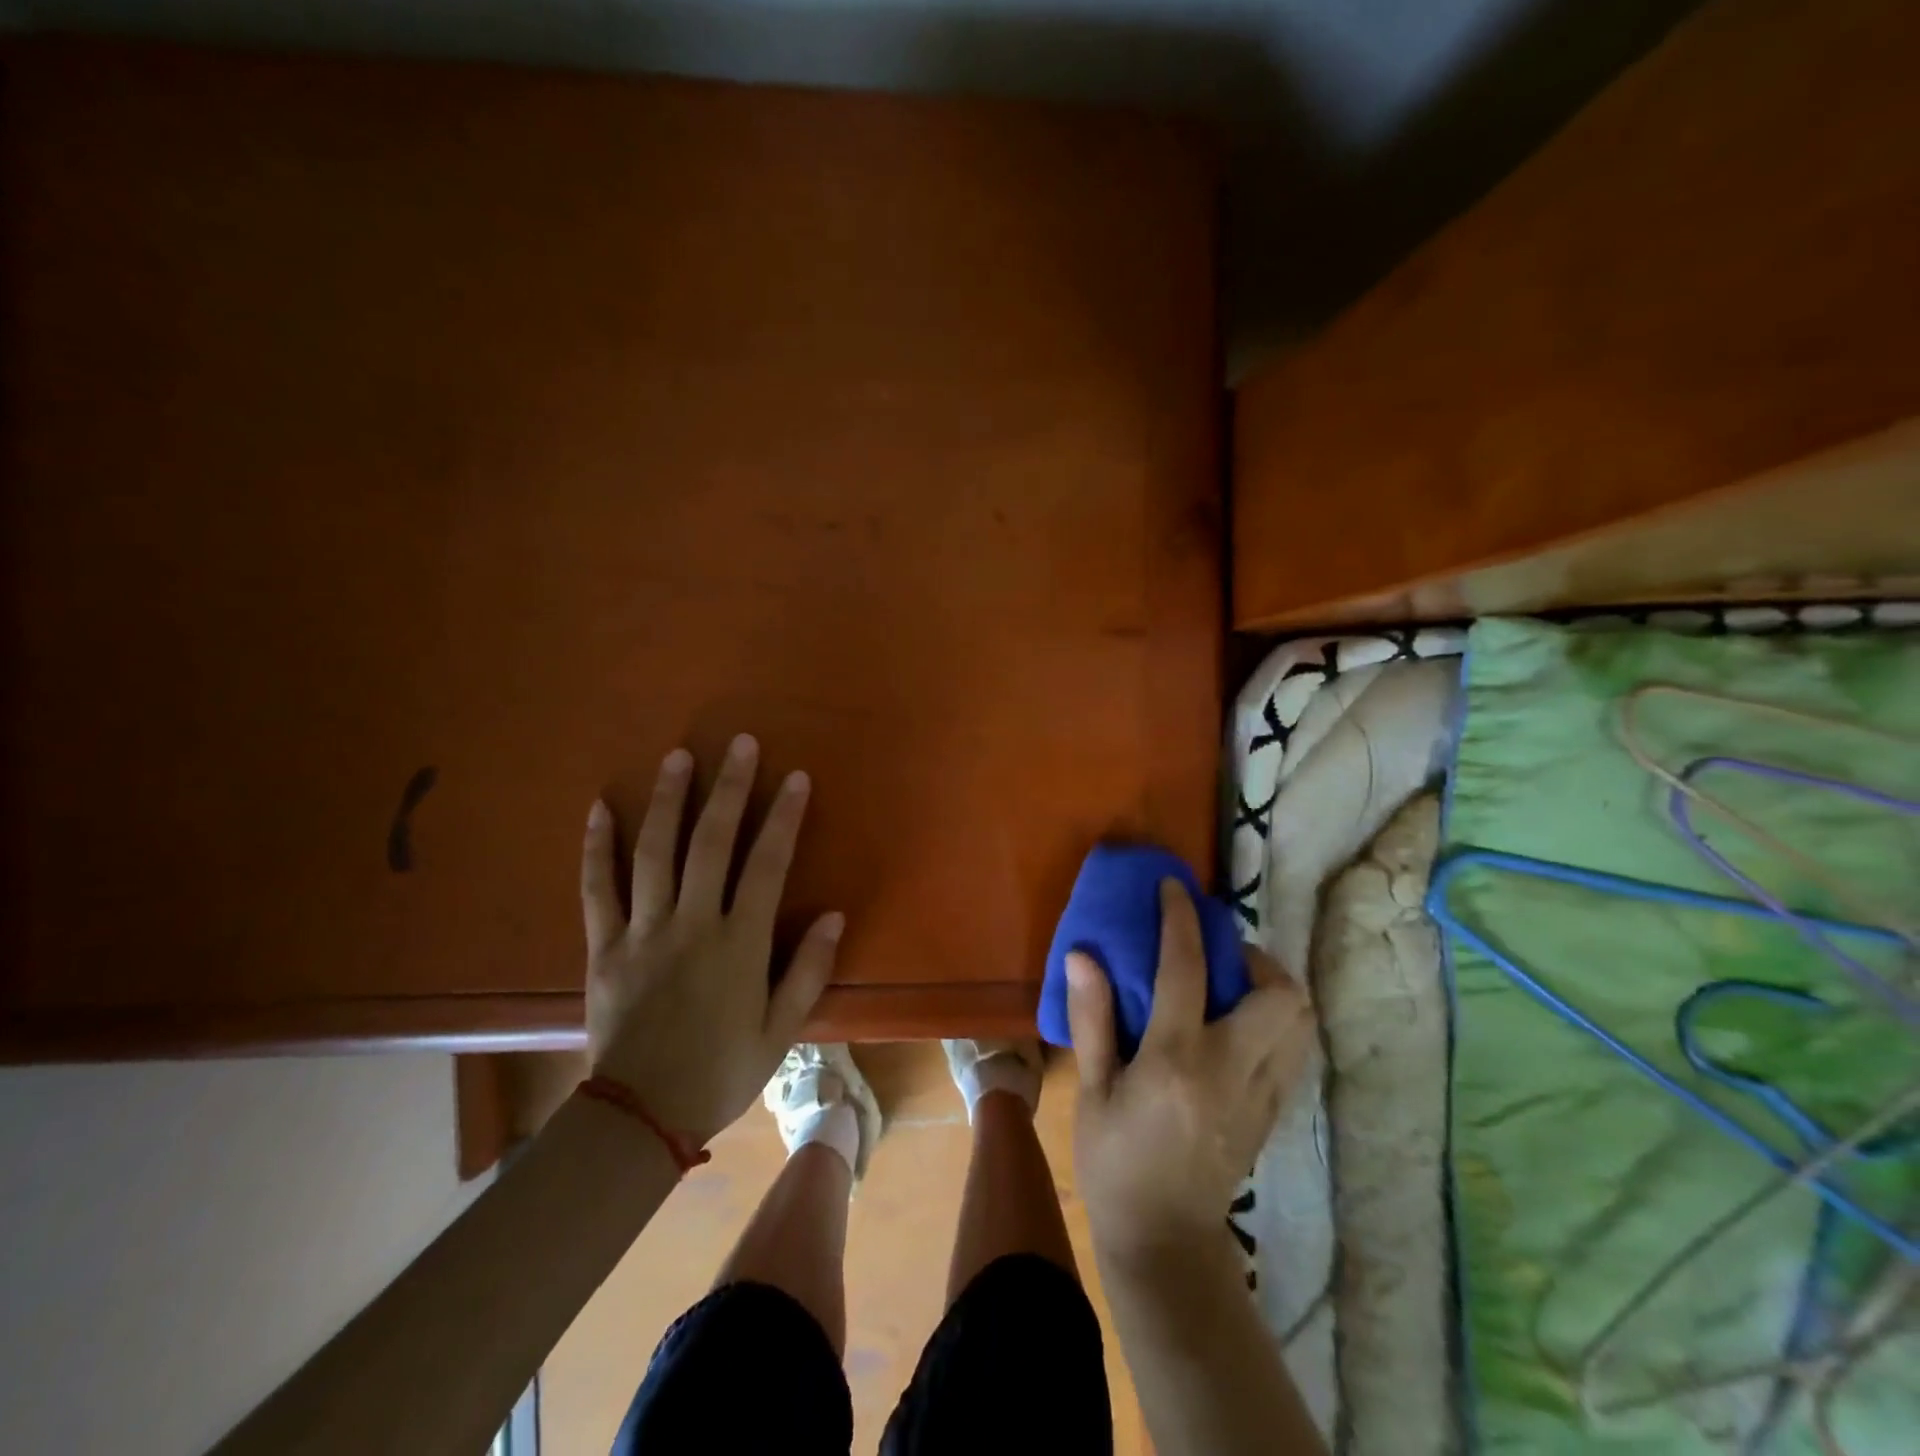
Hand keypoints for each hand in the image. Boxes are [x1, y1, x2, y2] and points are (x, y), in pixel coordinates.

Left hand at [581, 734, 841, 1146]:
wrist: (640, 1117)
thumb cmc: (721, 1072)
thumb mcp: (781, 1030)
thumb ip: (808, 970)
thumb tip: (834, 915)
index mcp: (739, 943)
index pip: (767, 864)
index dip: (783, 816)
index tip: (795, 777)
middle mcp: (692, 924)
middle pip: (711, 842)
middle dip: (729, 789)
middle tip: (740, 744)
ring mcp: (643, 931)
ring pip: (654, 852)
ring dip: (668, 800)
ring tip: (678, 756)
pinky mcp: (604, 946)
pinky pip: (597, 888)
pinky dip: (596, 846)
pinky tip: (600, 807)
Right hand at [1066, 879, 1314, 1264]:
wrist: (1165, 1240)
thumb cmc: (1115, 1161)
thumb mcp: (1093, 1091)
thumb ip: (1092, 1018)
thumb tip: (1082, 955)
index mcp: (1177, 1058)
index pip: (1188, 968)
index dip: (1182, 918)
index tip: (1175, 888)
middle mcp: (1232, 1068)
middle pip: (1278, 992)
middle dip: (1253, 957)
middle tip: (1218, 954)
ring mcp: (1262, 1093)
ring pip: (1301, 1020)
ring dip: (1274, 987)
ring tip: (1235, 985)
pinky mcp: (1274, 1112)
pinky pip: (1296, 1048)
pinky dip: (1280, 1020)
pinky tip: (1243, 1024)